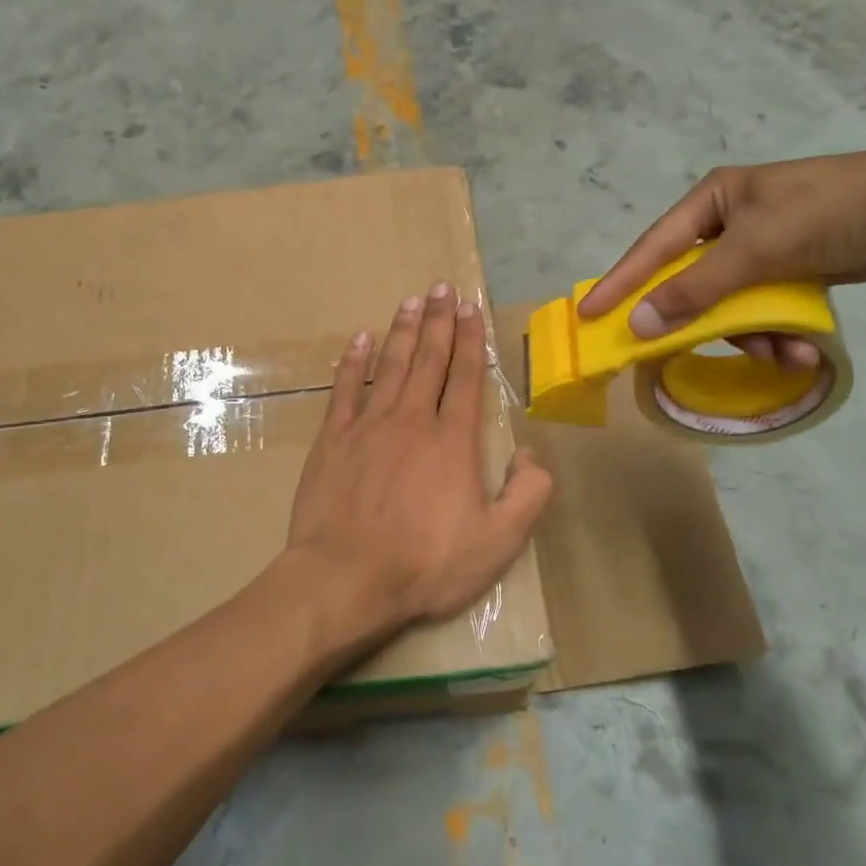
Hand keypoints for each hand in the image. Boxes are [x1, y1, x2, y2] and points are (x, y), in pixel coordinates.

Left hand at [285, 283, 554, 635]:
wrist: (346, 577)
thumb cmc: (425, 564)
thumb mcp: (498, 542)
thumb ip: (528, 494)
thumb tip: (532, 453)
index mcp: (453, 440)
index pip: (466, 377)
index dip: (470, 340)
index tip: (469, 308)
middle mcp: (412, 420)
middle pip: (428, 360)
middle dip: (438, 321)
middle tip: (441, 287)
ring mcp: (368, 426)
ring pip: (389, 366)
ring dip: (402, 331)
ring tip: (411, 301)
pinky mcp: (332, 439)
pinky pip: (344, 389)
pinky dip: (353, 361)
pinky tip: (360, 339)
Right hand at [577, 147, 865, 367]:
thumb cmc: (823, 214)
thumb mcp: (753, 251)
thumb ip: (693, 291)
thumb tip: (637, 325)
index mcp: (711, 201)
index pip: (652, 248)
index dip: (620, 283)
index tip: (589, 314)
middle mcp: (728, 222)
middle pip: (691, 282)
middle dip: (703, 321)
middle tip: (679, 352)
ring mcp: (759, 246)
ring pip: (729, 303)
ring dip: (751, 335)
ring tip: (782, 355)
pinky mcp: (788, 268)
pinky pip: (762, 307)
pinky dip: (775, 331)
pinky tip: (800, 350)